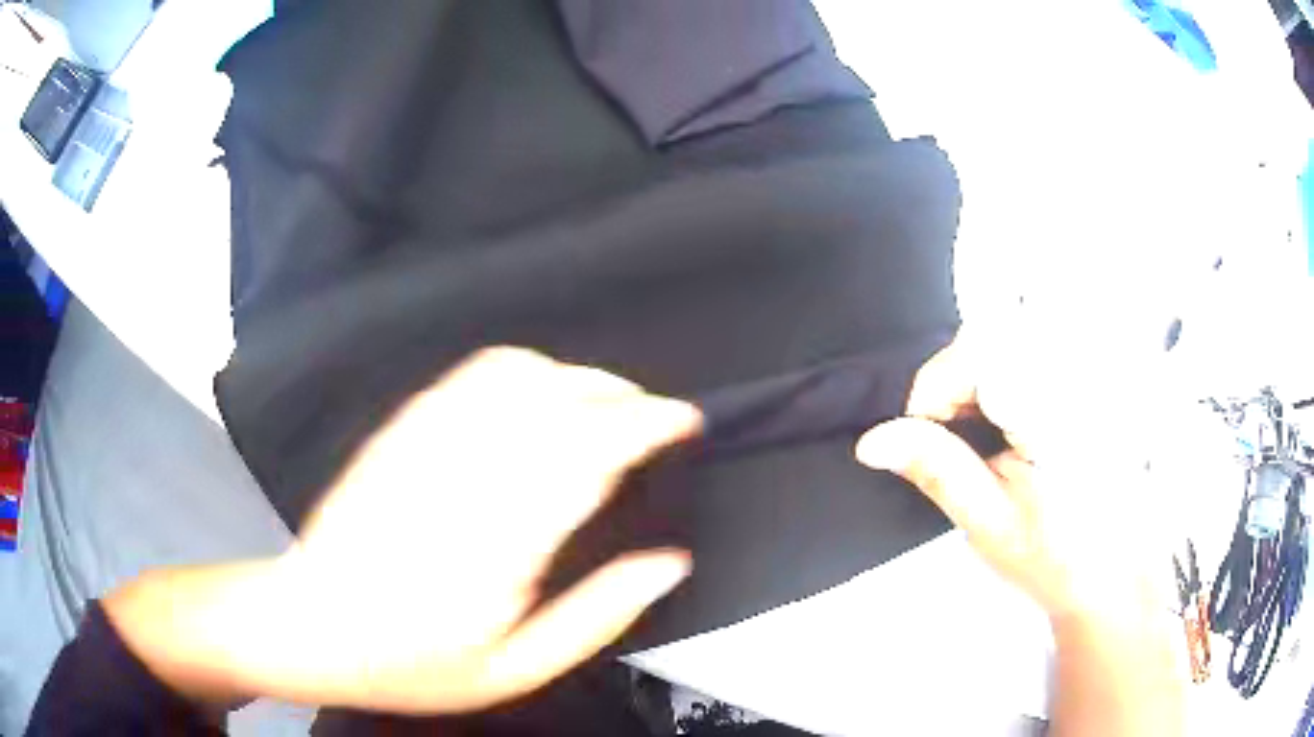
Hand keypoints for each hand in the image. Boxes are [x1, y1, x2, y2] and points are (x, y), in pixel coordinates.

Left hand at [107, 348, 700, 713]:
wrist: (312, 625)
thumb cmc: (413, 663)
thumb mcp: (515, 669)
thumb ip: (598, 615)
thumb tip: (667, 564)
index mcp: (499, 544)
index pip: (589, 452)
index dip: (646, 424)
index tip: (682, 420)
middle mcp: (462, 477)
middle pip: (558, 400)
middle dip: (621, 394)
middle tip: (653, 415)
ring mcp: (422, 445)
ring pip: (515, 375)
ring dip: (574, 377)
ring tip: (605, 401)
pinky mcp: (398, 432)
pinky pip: (467, 377)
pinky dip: (519, 370)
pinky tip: (537, 392)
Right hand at [854, 333, 1165, 623]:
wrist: (1117, 565)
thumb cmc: (1059, 555)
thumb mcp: (990, 524)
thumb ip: (937, 470)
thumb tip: (873, 441)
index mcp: (1061, 413)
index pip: (978, 351)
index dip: (937, 387)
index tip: (927, 435)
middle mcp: (1083, 375)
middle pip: (994, 334)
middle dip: (958, 381)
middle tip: (959, 440)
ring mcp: (1093, 367)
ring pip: (1012, 334)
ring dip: (982, 377)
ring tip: (989, 435)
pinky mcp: (1094, 370)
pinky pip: (1035, 345)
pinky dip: (1008, 375)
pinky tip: (1014, 421)